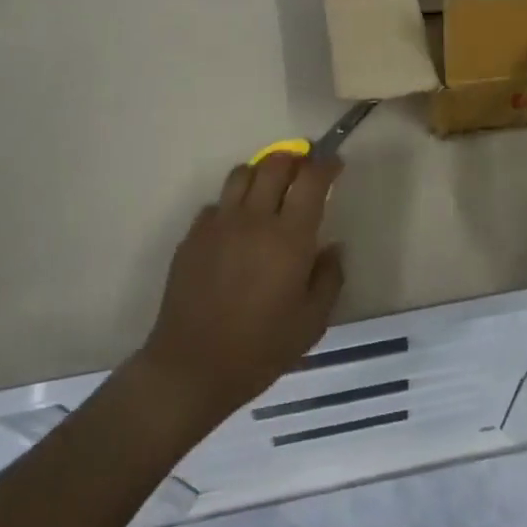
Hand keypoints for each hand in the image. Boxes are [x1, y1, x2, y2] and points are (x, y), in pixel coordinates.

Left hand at [137, 152, 345, 424]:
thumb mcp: (312, 323)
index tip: (334, 164)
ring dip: (261, 172)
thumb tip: (332, 247)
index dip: (326, 164)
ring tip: (269, 189)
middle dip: (295, 158)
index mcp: (289, 237)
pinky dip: (232, 204)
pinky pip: (217, 203)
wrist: (191, 368)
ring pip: (242, 173)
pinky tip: (236, 227)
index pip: (312, 179)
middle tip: (304, 169)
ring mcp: (219, 223)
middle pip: (275, 164)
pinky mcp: (193, 235)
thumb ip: (329, 278)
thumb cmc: (259, 349)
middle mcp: (254, 219)